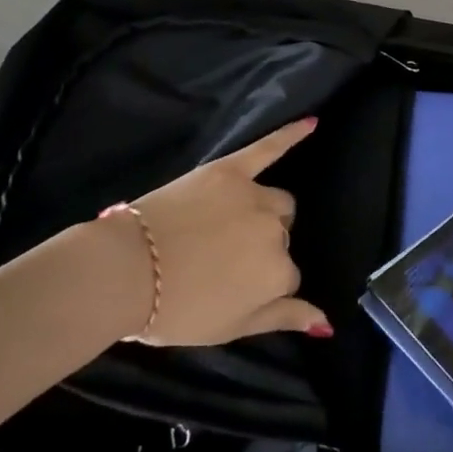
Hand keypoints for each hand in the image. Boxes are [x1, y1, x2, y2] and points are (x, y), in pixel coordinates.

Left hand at [110, 117, 330, 346]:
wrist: (126, 272)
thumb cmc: (176, 310)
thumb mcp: (231, 329)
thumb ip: (283, 319)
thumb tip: (327, 322)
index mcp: (278, 273)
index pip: (287, 277)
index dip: (261, 286)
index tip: (235, 291)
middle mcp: (276, 231)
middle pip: (283, 237)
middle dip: (262, 250)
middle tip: (225, 262)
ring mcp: (254, 196)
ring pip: (278, 202)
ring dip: (266, 214)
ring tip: (231, 227)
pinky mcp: (232, 170)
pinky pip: (268, 148)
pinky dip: (290, 135)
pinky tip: (311, 122)